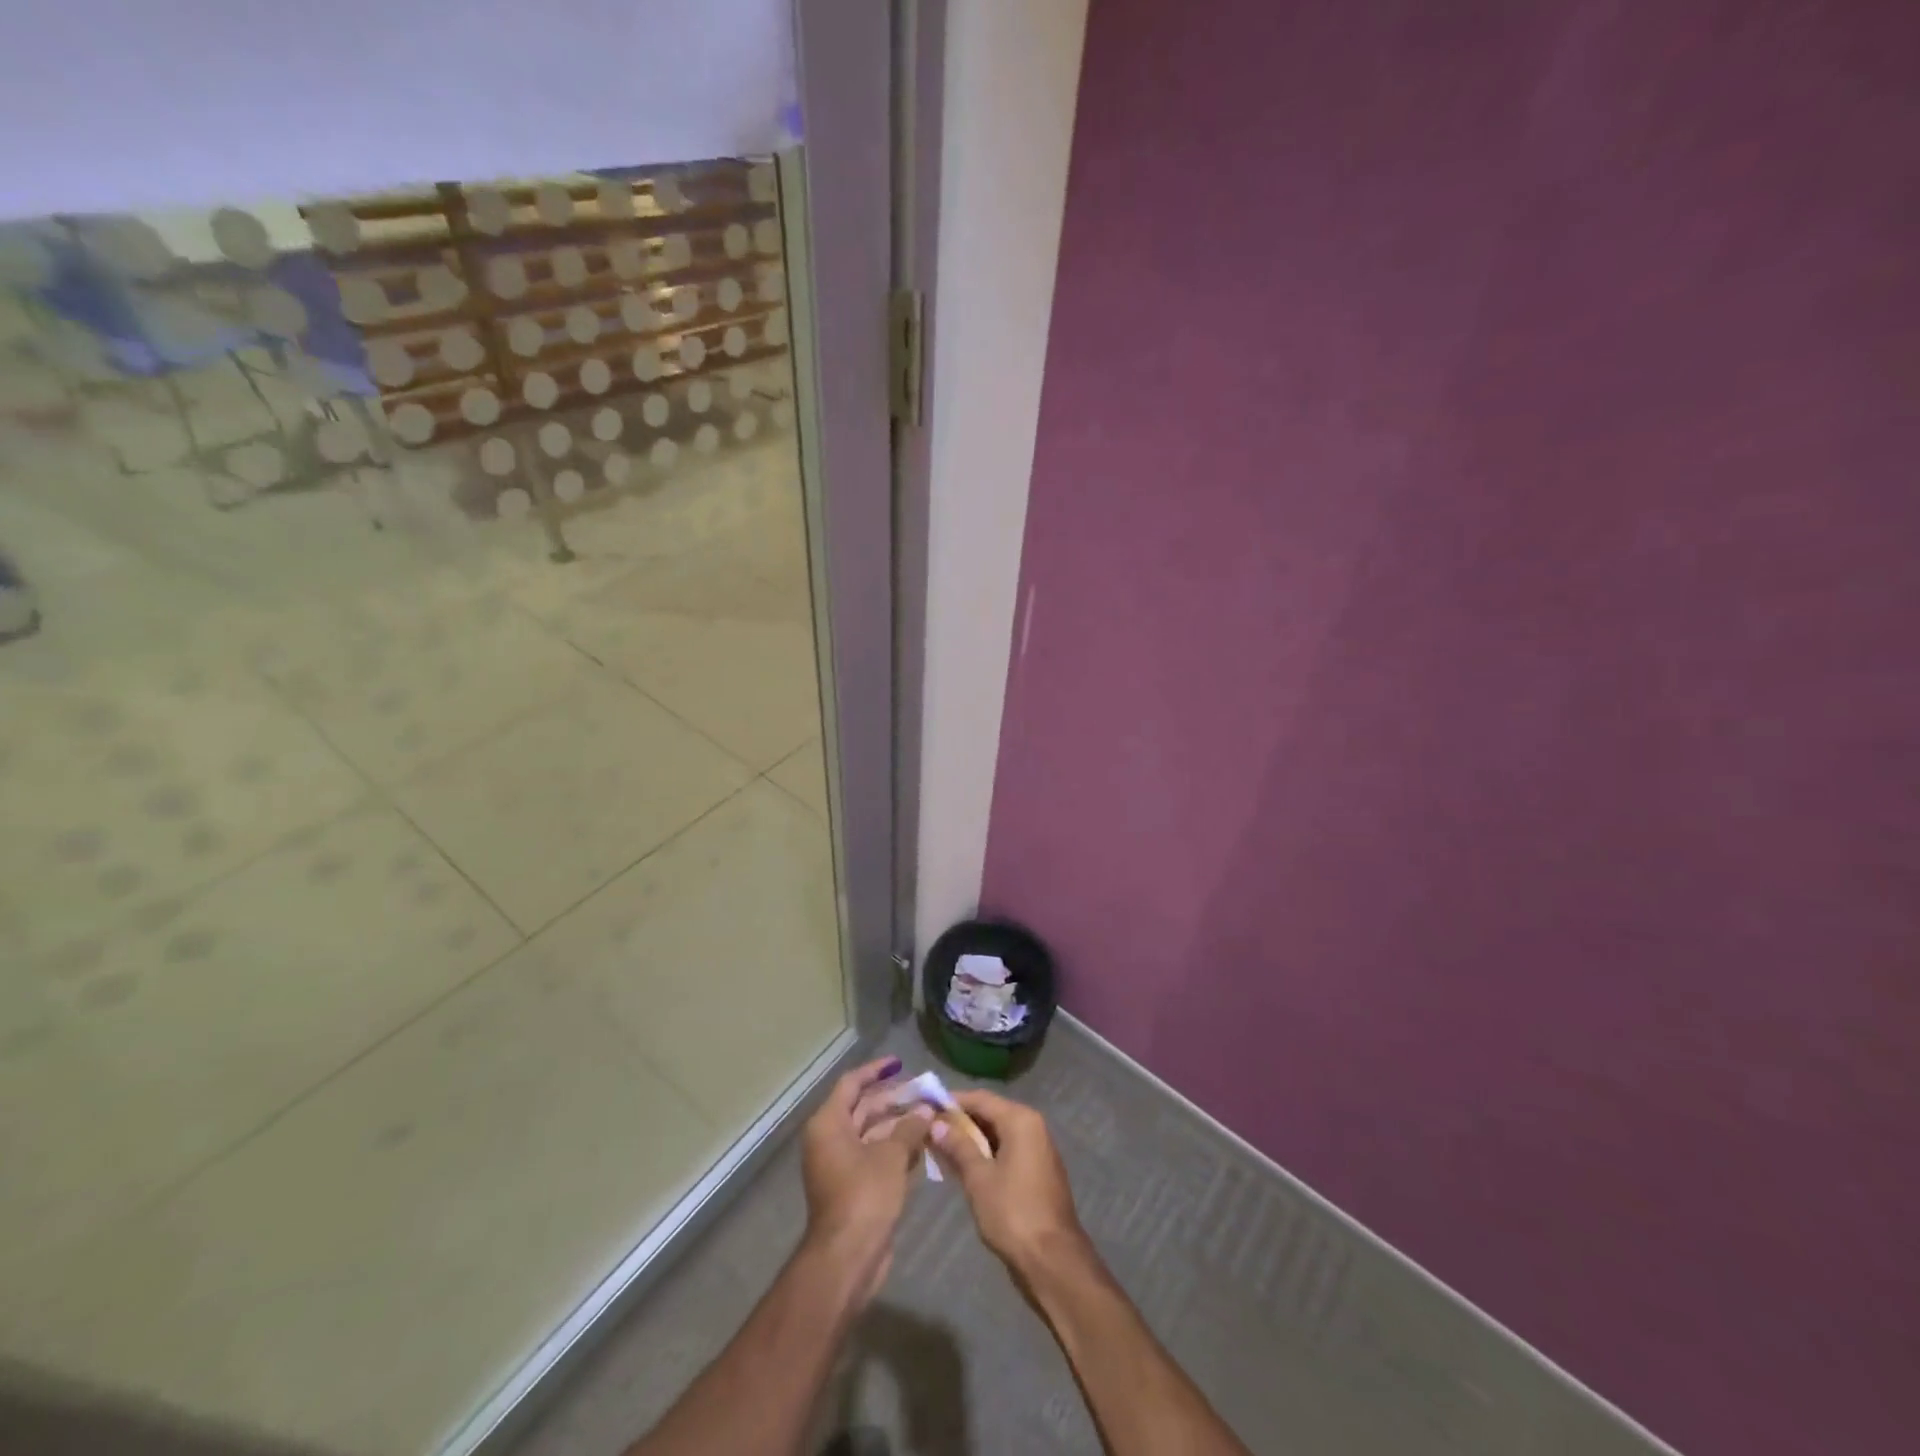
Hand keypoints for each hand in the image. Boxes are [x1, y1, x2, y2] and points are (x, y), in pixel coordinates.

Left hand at [800, 1056, 932, 1304]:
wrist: (847, 1257)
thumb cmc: (865, 1195)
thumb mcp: (891, 1156)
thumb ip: (909, 1128)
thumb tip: (926, 1110)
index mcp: (829, 1124)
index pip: (852, 1084)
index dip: (876, 1071)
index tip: (900, 1063)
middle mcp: (830, 1139)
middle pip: (863, 1108)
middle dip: (894, 1100)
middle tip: (925, 1093)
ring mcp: (840, 1164)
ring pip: (872, 1133)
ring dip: (899, 1126)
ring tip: (930, 1118)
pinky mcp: (852, 1187)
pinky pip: (875, 1156)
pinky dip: (896, 1149)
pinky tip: (922, 1146)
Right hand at [928, 1088, 1088, 1275]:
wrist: (1053, 1260)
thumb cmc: (1013, 1213)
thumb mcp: (979, 1178)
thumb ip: (958, 1146)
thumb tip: (937, 1123)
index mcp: (1020, 1120)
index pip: (980, 1098)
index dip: (952, 1101)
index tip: (926, 1107)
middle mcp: (1032, 1126)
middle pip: (990, 1113)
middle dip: (960, 1122)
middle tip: (929, 1131)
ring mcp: (1038, 1149)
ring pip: (998, 1134)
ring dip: (971, 1140)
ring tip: (940, 1149)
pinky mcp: (1038, 1170)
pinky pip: (1007, 1150)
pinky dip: (986, 1154)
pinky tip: (964, 1168)